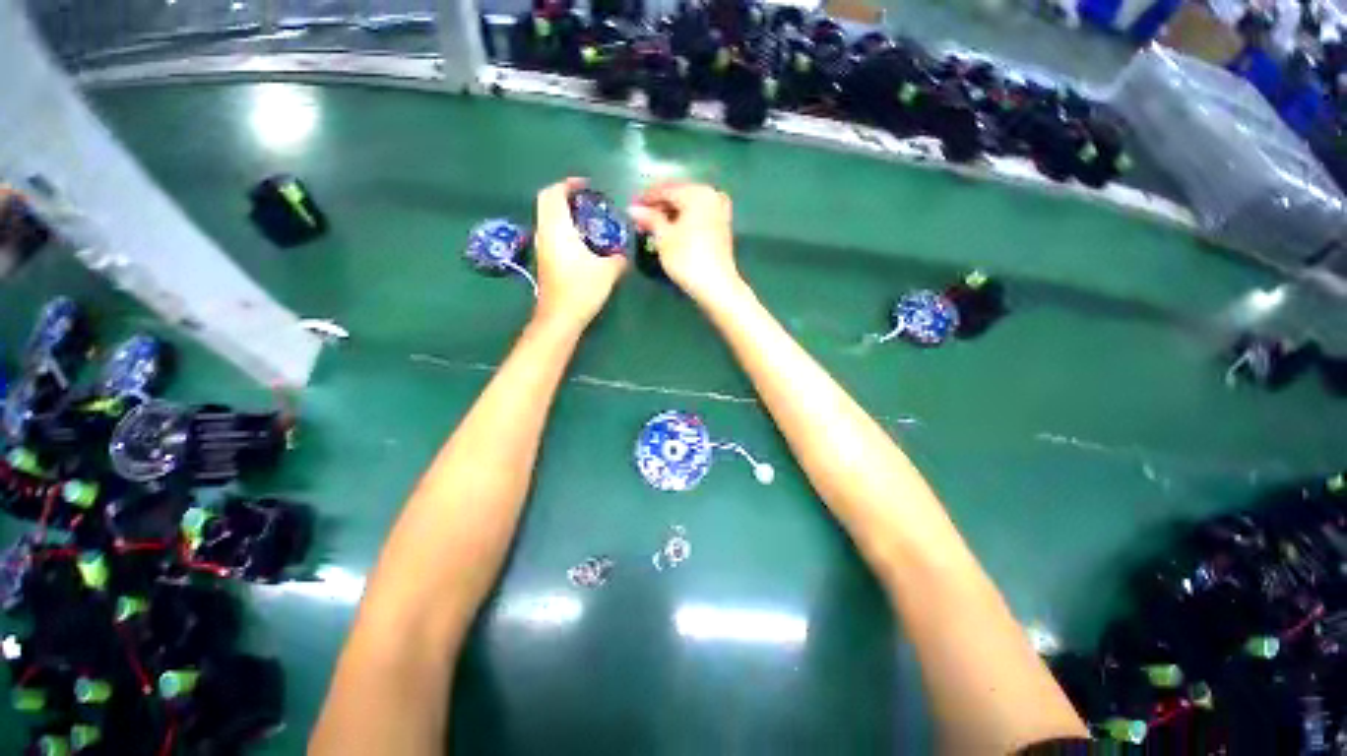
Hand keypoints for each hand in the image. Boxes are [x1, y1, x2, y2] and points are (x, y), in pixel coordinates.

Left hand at [533, 178, 626, 328]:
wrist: (560, 317)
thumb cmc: (582, 289)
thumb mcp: (608, 271)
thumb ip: (618, 258)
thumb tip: (622, 254)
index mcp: (558, 228)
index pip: (554, 194)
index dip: (568, 184)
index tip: (586, 186)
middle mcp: (545, 233)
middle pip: (546, 202)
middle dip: (564, 195)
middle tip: (585, 200)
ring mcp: (542, 247)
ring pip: (546, 218)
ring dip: (562, 212)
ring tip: (585, 218)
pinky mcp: (544, 260)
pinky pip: (550, 232)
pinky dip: (562, 227)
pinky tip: (580, 240)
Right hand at [628, 182, 744, 306]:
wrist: (715, 285)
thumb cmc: (687, 259)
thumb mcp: (663, 238)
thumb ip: (650, 219)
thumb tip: (633, 209)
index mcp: (696, 193)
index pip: (665, 190)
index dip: (646, 199)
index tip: (631, 209)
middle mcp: (711, 195)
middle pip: (679, 195)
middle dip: (659, 206)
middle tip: (641, 220)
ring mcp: (720, 210)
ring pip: (689, 206)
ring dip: (671, 214)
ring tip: (655, 227)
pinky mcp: (723, 226)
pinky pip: (699, 216)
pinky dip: (685, 220)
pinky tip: (673, 231)